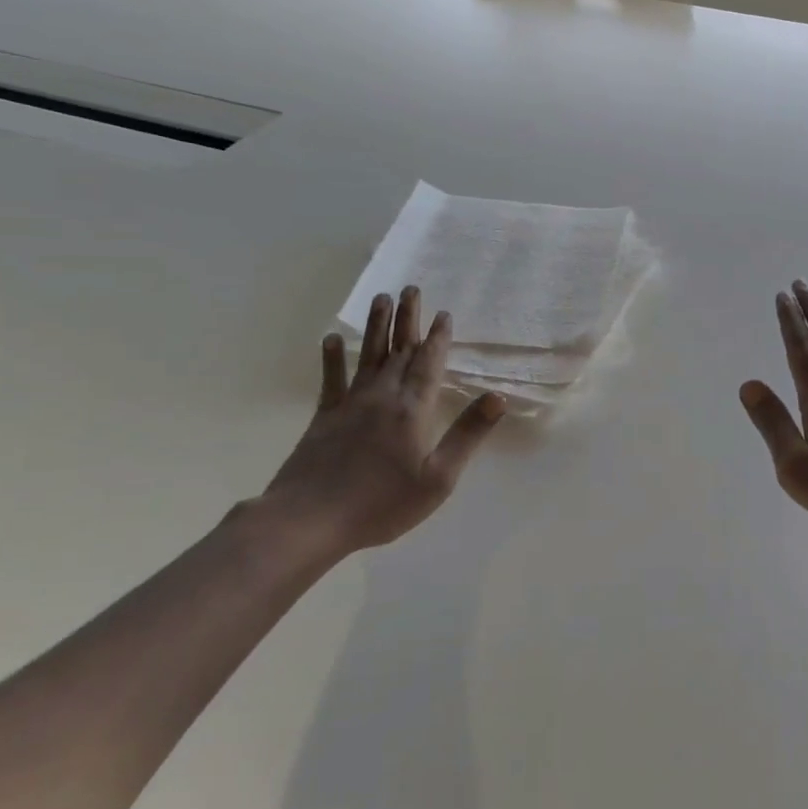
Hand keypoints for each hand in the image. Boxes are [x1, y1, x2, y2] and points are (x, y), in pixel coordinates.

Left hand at [261, 286, 503, 555]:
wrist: (309, 520)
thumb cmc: (382, 503)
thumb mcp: (439, 478)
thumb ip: (467, 434)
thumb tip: (498, 397)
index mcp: (412, 410)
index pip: (429, 365)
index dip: (438, 339)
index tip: (444, 314)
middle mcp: (382, 397)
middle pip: (399, 351)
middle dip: (408, 320)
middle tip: (411, 288)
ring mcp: (350, 405)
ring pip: (367, 356)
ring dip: (376, 327)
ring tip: (380, 298)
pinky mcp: (324, 418)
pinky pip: (331, 380)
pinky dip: (332, 358)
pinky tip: (332, 339)